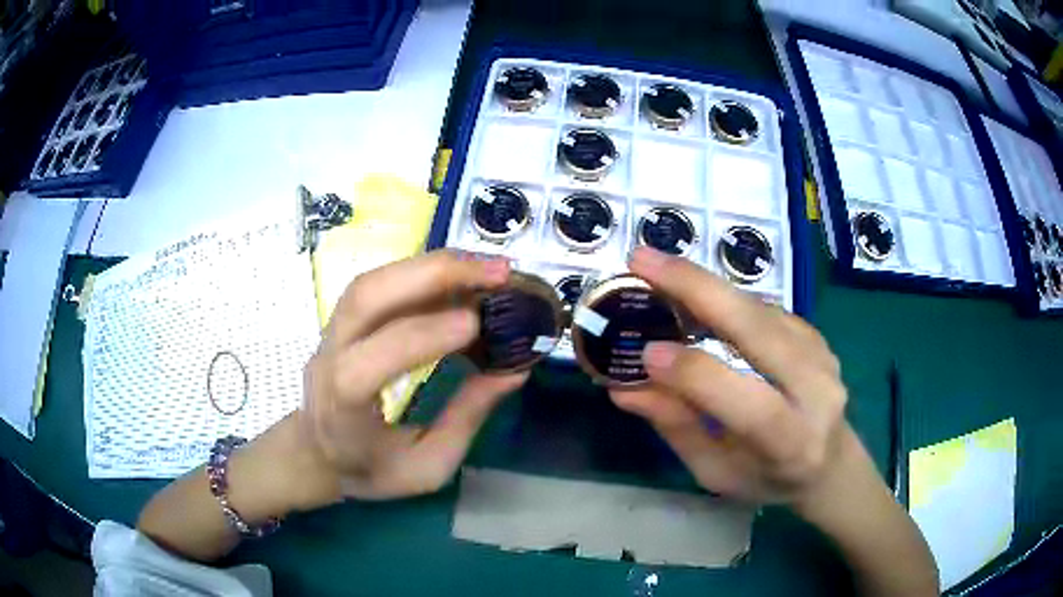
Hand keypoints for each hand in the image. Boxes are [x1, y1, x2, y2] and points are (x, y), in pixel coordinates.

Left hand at [296, 250, 526, 503]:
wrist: (315, 453)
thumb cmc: (369, 470)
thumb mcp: (425, 468)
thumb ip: (465, 419)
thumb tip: (512, 370)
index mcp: (343, 406)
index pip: (372, 361)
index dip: (423, 336)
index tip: (477, 324)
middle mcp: (329, 356)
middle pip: (367, 297)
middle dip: (434, 275)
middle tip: (497, 272)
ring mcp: (331, 331)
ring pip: (373, 280)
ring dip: (432, 265)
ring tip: (485, 267)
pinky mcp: (343, 319)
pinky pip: (379, 284)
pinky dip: (422, 272)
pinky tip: (459, 276)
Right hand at [611, 247, 848, 507]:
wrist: (829, 463)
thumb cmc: (767, 480)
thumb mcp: (717, 472)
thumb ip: (678, 428)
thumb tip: (624, 388)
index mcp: (792, 444)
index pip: (750, 405)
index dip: (697, 376)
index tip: (646, 352)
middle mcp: (818, 393)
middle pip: (760, 330)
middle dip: (698, 290)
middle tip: (643, 260)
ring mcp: (823, 356)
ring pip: (760, 309)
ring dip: (708, 284)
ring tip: (660, 269)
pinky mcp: (817, 336)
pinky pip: (767, 309)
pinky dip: (727, 297)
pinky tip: (698, 294)